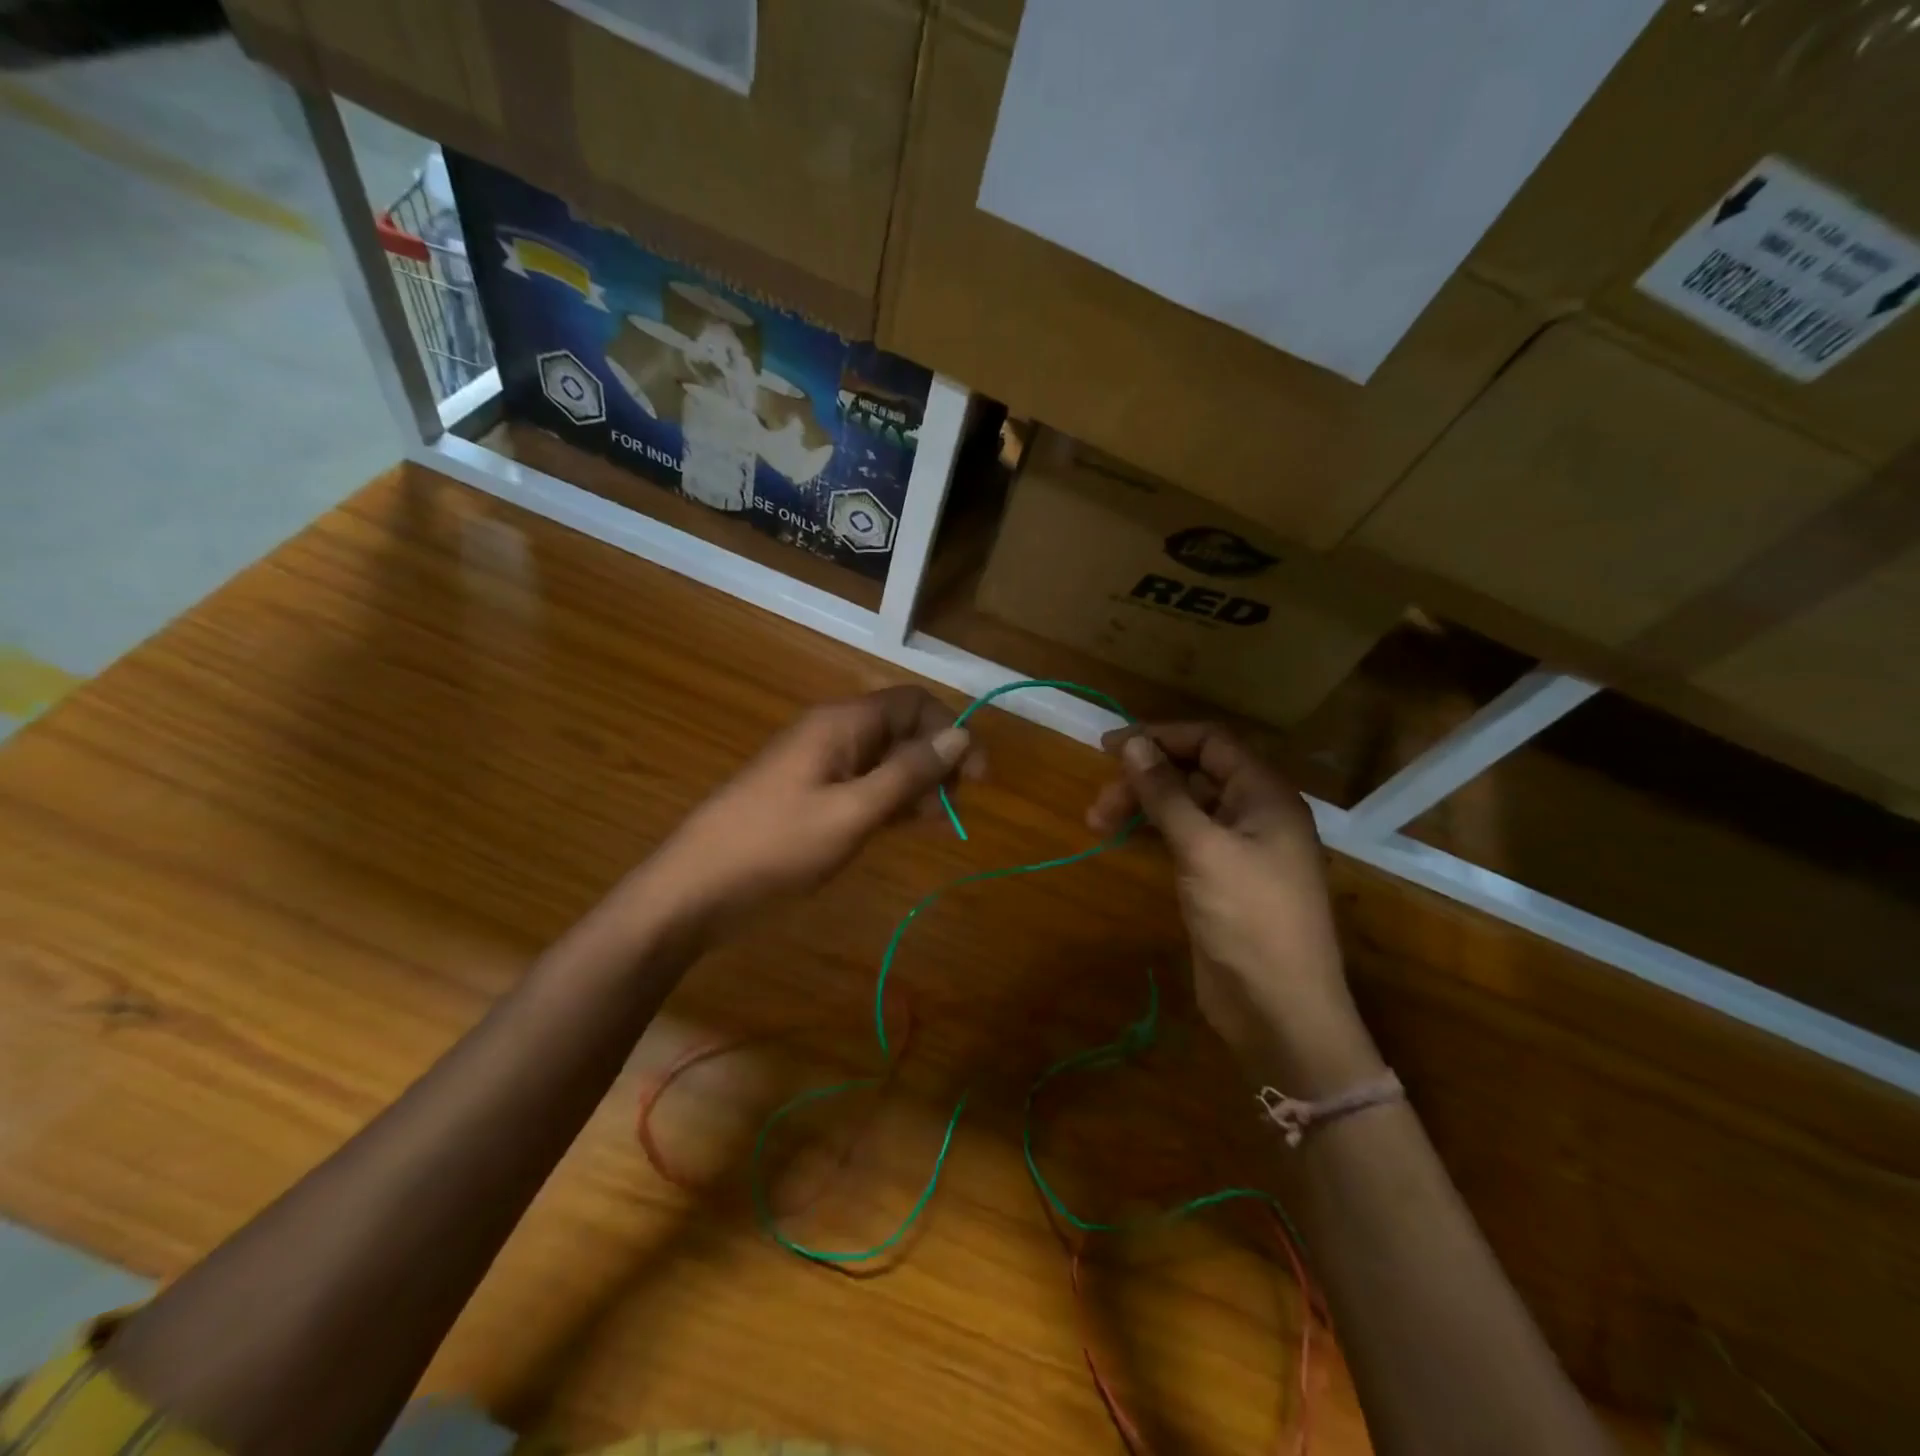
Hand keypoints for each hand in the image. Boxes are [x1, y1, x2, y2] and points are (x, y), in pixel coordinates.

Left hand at [638, 686, 981, 934]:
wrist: (696, 888)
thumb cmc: (777, 846)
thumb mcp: (853, 812)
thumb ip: (909, 773)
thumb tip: (962, 735)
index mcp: (842, 723)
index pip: (914, 703)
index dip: (951, 732)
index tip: (976, 777)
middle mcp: (833, 733)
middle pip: (901, 729)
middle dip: (936, 760)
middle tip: (954, 807)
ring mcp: (820, 764)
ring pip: (884, 759)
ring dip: (916, 784)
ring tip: (934, 824)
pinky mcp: (811, 794)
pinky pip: (863, 783)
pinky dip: (889, 799)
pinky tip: (903, 826)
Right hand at [1087, 723, 1375, 1088]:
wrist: (1279, 1009)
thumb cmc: (1249, 918)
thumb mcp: (1203, 848)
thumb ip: (1166, 793)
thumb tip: (1133, 743)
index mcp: (1265, 795)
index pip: (1211, 742)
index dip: (1160, 737)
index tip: (1110, 747)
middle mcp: (1254, 813)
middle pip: (1193, 774)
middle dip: (1144, 780)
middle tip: (1098, 804)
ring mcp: (1238, 848)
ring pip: (1184, 807)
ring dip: (1143, 807)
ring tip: (1097, 823)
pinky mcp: (1220, 879)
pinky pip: (1183, 839)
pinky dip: (1153, 833)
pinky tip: (1124, 839)